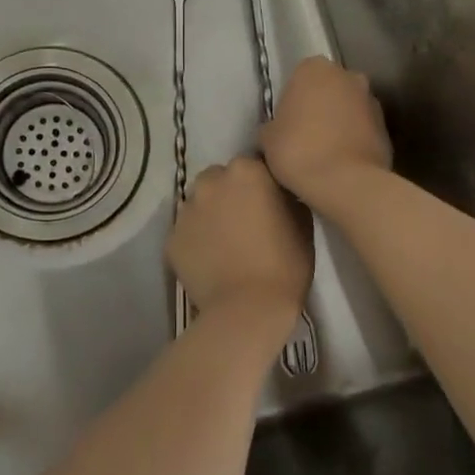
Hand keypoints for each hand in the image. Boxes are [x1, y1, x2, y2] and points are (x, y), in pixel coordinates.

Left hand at [168, 157, 312, 322]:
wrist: (247, 308)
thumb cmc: (285, 264)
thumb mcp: (302, 223)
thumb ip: (286, 197)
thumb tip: (278, 193)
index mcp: (246, 171)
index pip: (253, 165)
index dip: (261, 184)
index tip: (269, 203)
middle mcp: (210, 182)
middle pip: (219, 179)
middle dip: (230, 194)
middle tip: (245, 222)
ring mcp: (186, 210)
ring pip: (199, 204)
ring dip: (211, 215)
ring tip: (226, 243)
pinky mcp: (171, 238)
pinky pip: (186, 232)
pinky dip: (197, 241)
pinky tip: (211, 260)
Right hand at [259, 56, 391, 210]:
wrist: (344, 182)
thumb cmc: (298, 151)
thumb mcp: (267, 138)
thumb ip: (273, 125)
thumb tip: (277, 130)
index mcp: (314, 69)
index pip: (300, 76)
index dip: (292, 99)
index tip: (286, 121)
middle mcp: (348, 76)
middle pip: (328, 88)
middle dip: (319, 106)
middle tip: (304, 134)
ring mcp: (372, 101)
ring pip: (348, 108)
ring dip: (339, 122)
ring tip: (324, 152)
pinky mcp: (386, 127)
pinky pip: (363, 129)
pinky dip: (354, 139)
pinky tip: (341, 162)